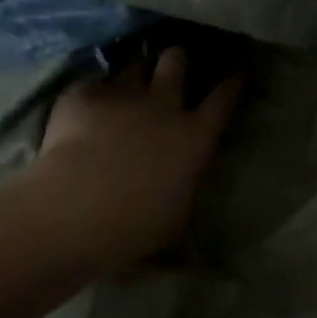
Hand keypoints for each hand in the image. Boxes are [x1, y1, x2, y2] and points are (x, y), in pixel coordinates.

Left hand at [26, 48, 242, 272]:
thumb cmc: (137, 225)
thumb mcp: (173, 228)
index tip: (237, 66)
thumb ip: (183, 225)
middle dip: (176, 58)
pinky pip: (90, 82)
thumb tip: (194, 259)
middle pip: (176, 62)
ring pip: (135, 63)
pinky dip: (89, 91)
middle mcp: (164, 107)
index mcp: (194, 137)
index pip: (223, 98)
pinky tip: (80, 103)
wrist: (78, 207)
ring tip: (127, 72)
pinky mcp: (84, 96)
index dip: (232, 80)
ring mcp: (123, 95)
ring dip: (133, 67)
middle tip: (171, 61)